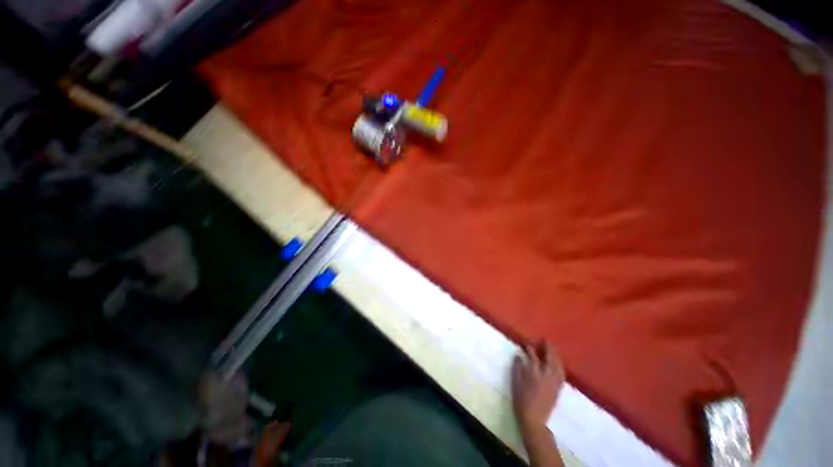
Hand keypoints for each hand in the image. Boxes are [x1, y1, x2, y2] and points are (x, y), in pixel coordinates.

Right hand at [512, 342, 564, 430]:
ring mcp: (554, 382)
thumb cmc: (521, 400)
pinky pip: (561, 374)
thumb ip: (517, 368)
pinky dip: (560, 366)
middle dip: (548, 348)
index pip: (533, 356)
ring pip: (557, 365)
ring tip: (553, 349)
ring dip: (556, 356)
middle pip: (549, 358)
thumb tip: (518, 356)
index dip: (530, 348)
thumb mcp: (515, 383)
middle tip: (546, 340)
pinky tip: (558, 364)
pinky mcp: (558, 389)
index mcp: (534, 373)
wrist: (534, 419)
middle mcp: (546, 376)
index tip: (527, 342)